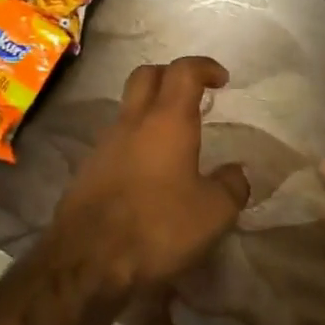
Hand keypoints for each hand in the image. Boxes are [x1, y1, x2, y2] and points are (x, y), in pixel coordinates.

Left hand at [51, 56, 249, 290]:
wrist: (89, 257)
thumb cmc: (158, 226)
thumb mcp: (213, 214)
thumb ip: (231, 187)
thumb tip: (236, 173)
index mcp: (166, 120)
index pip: (183, 71)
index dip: (204, 66)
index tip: (221, 79)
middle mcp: (132, 121)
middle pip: (147, 75)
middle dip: (171, 75)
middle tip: (193, 95)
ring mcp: (105, 142)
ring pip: (128, 107)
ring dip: (151, 110)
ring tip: (174, 139)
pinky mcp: (89, 167)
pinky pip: (116, 139)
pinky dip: (136, 140)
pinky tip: (149, 172)